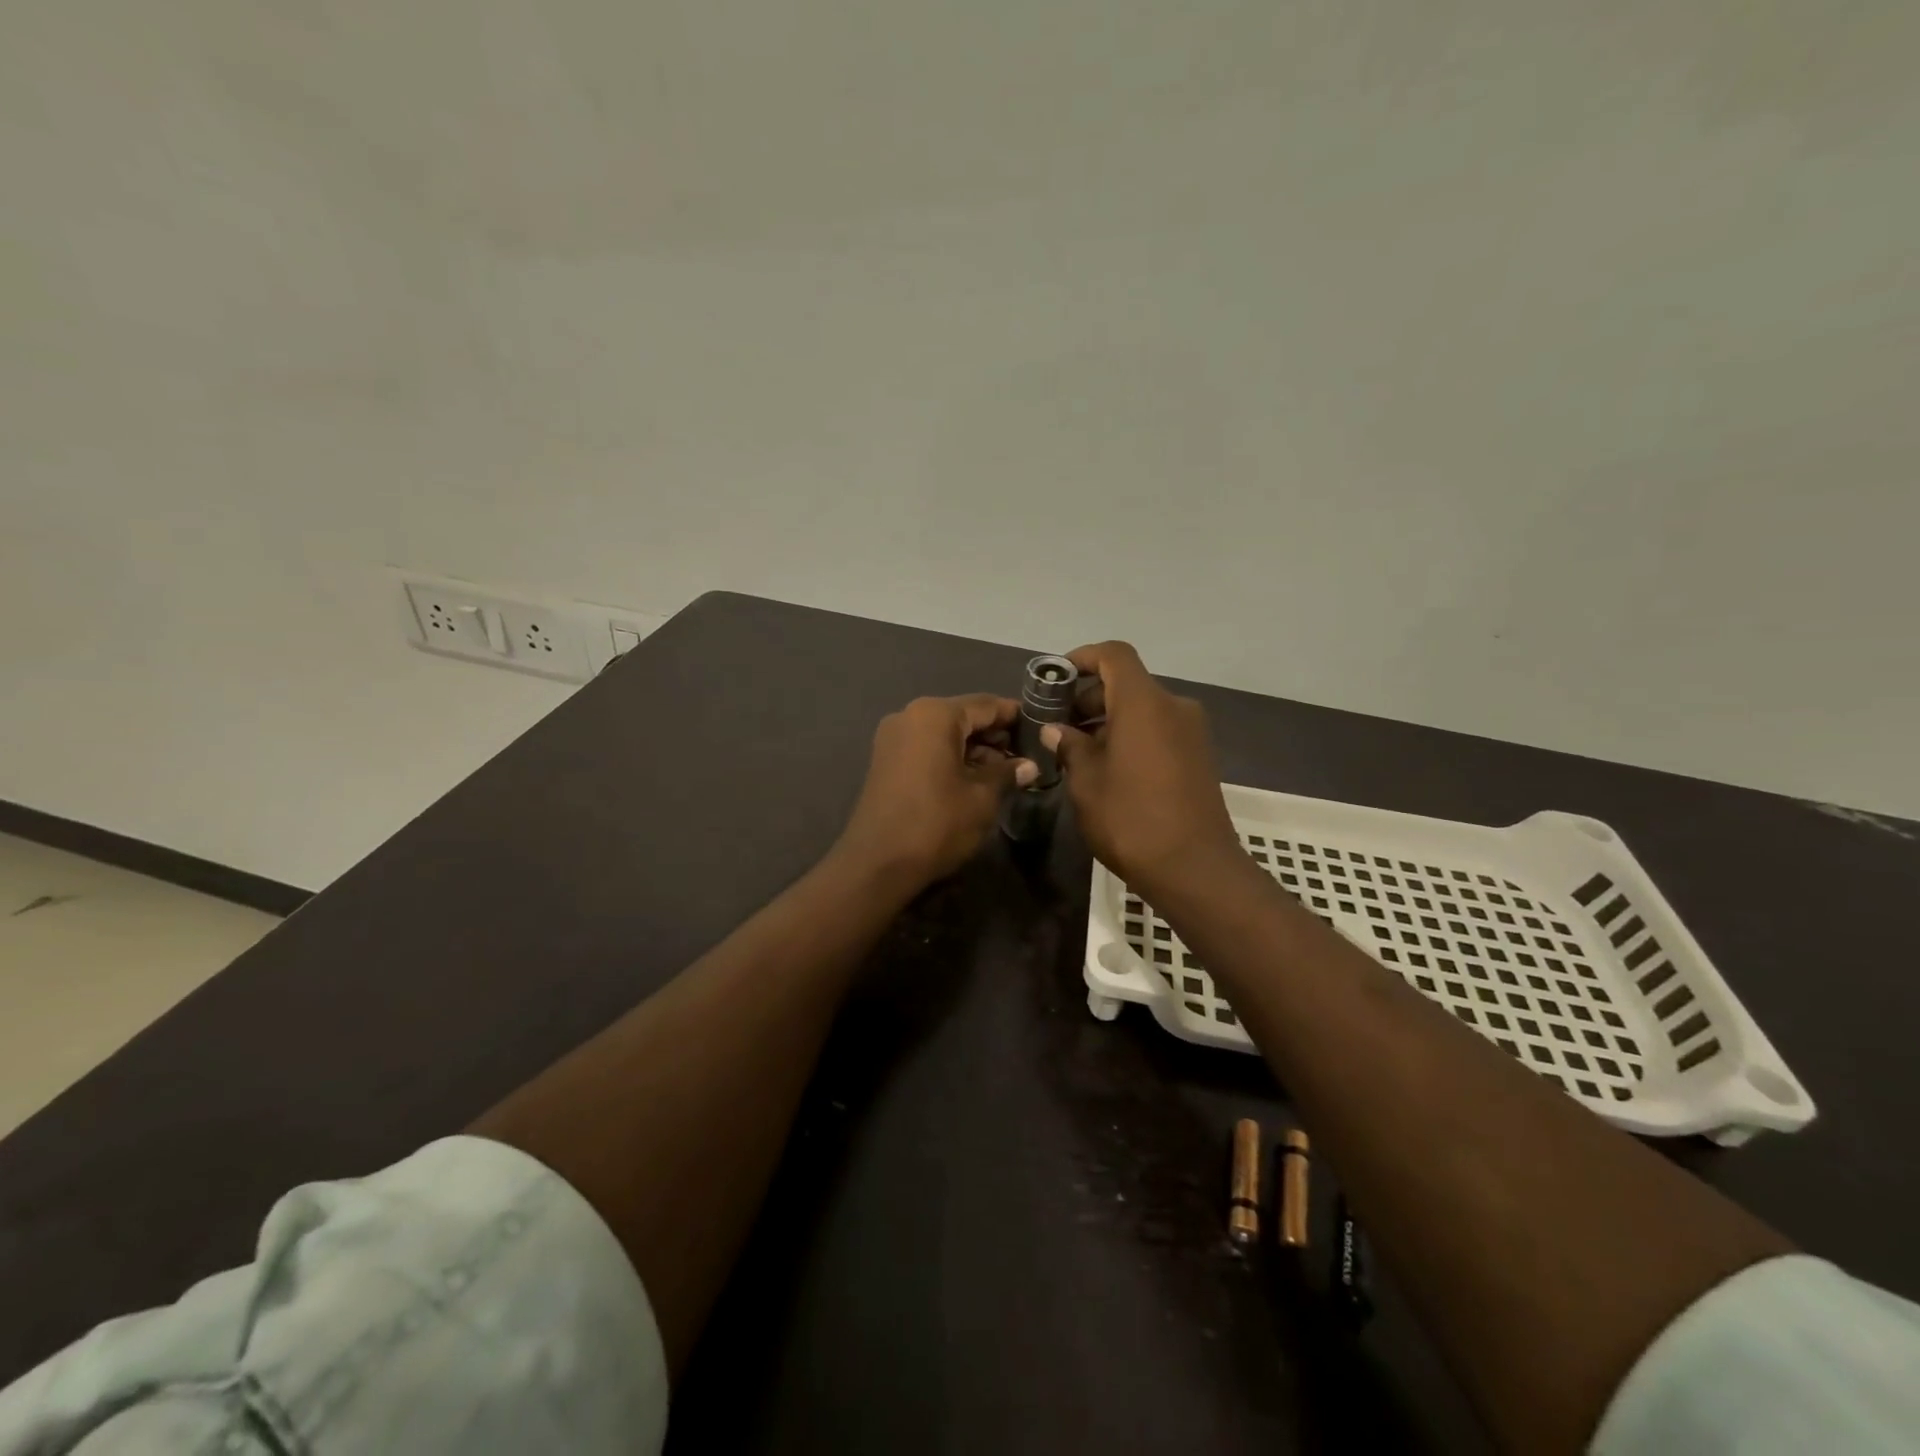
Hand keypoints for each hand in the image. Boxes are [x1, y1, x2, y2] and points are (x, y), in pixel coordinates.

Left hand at [834, 694, 1038, 893]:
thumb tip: (1029, 766)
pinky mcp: (886, 760)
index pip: (986, 705)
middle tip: (1028, 755)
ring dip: (975, 749)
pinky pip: (928, 748)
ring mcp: (894, 738)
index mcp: (935, 715)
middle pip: (963, 716)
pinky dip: (952, 757)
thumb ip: (1007, 773)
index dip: (1016, 716)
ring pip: (945, 733)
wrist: (877, 863)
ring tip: (1007, 772)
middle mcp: (910, 716)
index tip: (1041, 728)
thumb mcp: (982, 798)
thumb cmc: (936, 823)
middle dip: (995, 735)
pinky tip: (976, 779)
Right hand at [1042, 642, 1242, 896]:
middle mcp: (1173, 707)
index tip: (1056, 679)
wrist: (1195, 868)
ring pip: (1143, 709)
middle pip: (1127, 683)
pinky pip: (1159, 730)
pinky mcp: (1199, 756)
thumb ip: (1069, 747)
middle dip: (1090, 697)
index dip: (1082, 658)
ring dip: (1109, 720)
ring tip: (1079, 754)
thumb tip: (1056, 730)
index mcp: (1144, 703)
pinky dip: (1132, 736)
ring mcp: (1191, 732)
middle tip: (1059, 728)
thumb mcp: (1086, 782)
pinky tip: (1109, 769)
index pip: (1114, 655)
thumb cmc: (1131, 819)